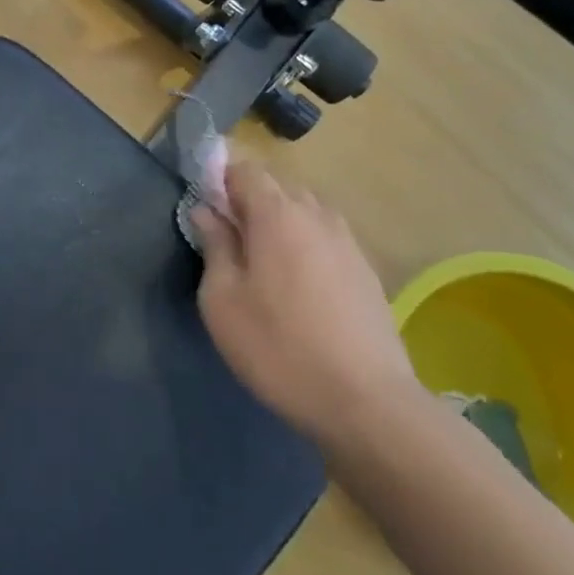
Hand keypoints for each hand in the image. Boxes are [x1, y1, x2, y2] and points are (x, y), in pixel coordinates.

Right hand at [189, 154, 419, 449]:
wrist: (367, 404)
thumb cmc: (279, 347)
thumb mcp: (223, 300)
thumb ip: (214, 245)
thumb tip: (206, 212)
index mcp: (277, 214)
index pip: (244, 170)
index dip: (219, 182)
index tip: (206, 214)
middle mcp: (317, 215)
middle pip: (277, 186)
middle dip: (249, 202)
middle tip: (229, 243)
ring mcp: (348, 243)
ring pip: (305, 212)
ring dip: (280, 224)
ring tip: (264, 266)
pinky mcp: (367, 272)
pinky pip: (326, 239)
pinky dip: (305, 246)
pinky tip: (298, 288)